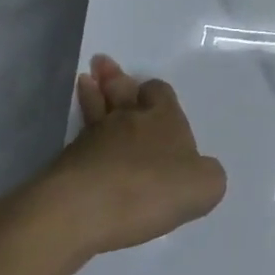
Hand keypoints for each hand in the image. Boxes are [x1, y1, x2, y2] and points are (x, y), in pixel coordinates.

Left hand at [24, 56, 226, 254]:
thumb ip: (208, 174)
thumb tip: (199, 171)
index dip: (156, 91)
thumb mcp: (204, 185)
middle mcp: (128, 120)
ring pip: (96, 110)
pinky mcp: (66, 163)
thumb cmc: (152, 189)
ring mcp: (93, 139)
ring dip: (93, 95)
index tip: (151, 89)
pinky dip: (82, 135)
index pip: (160, 92)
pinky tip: (82, 139)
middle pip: (122, 92)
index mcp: (164, 118)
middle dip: (115, 79)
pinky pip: (79, 141)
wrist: (85, 209)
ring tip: (86, 81)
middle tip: (102, 65)